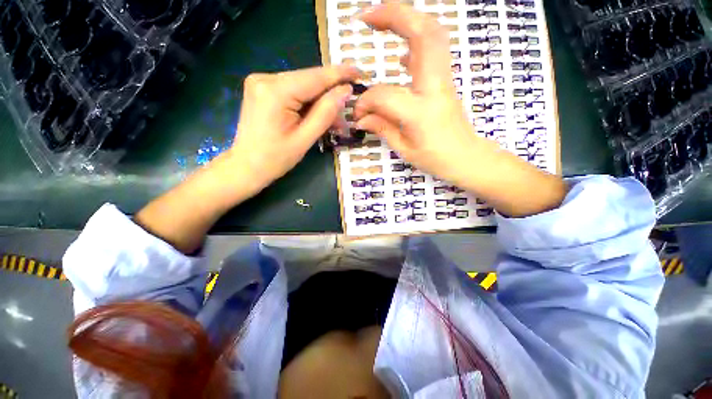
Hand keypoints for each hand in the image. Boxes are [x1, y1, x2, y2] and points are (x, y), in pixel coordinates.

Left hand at [135, 66, 358, 253]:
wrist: (246, 166)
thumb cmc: (275, 159)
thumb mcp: (304, 139)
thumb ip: (325, 113)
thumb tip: (345, 91)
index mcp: (275, 91)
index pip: (315, 77)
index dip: (339, 74)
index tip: (360, 71)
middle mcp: (265, 78)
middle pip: (309, 81)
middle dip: (330, 96)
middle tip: (347, 113)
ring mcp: (261, 82)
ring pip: (302, 86)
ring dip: (320, 102)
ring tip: (334, 122)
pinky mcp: (263, 89)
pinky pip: (293, 91)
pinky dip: (308, 103)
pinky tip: (317, 116)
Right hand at [353, 4, 567, 216]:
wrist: (467, 157)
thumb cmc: (436, 159)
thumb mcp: (404, 149)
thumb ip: (381, 128)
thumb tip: (360, 117)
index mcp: (420, 111)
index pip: (384, 95)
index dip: (366, 101)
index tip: (358, 113)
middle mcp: (435, 87)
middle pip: (423, 34)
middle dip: (394, 15)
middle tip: (367, 16)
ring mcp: (444, 80)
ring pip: (432, 34)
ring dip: (407, 19)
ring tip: (381, 22)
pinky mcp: (445, 80)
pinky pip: (433, 50)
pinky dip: (416, 42)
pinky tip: (401, 54)